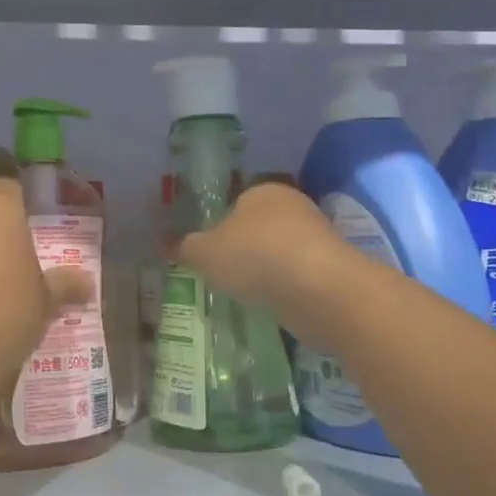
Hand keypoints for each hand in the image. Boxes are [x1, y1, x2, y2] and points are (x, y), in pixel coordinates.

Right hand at [176, 181, 362, 351]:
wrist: (321, 292)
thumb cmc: (256, 258)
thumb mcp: (205, 253)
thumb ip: (184, 247)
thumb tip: (162, 242)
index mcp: (262, 190)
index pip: (236, 201)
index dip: (219, 226)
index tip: (208, 253)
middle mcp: (293, 206)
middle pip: (259, 227)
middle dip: (244, 248)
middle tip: (223, 275)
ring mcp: (317, 236)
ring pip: (280, 251)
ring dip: (267, 270)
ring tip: (246, 294)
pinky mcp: (333, 268)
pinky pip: (298, 275)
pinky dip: (286, 288)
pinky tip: (273, 305)